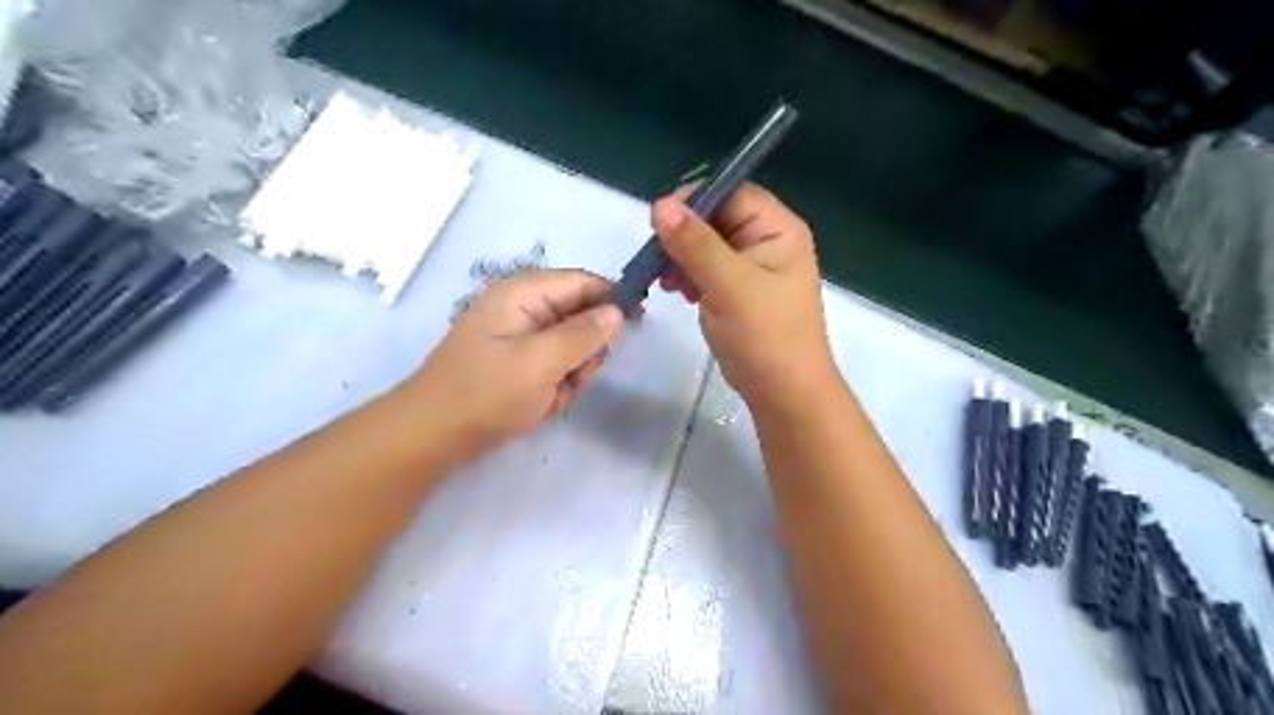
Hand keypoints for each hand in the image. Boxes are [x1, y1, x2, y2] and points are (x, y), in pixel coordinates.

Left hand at [396, 268, 619, 461]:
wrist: (431, 437)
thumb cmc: (486, 394)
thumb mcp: (541, 362)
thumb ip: (584, 334)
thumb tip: (617, 311)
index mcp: (522, 293)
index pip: (582, 282)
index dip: (612, 298)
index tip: (639, 321)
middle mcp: (521, 308)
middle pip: (579, 316)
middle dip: (586, 350)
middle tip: (575, 378)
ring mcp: (517, 337)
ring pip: (570, 346)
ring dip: (571, 373)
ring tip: (552, 396)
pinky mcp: (515, 362)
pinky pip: (553, 365)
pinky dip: (556, 385)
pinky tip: (541, 405)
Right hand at [657, 181, 838, 410]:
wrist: (783, 392)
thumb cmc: (765, 336)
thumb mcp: (730, 286)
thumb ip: (696, 244)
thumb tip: (661, 205)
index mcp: (777, 229)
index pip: (731, 193)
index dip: (694, 200)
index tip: (658, 220)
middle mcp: (767, 240)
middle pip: (716, 218)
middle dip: (683, 233)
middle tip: (656, 256)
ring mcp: (752, 267)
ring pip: (707, 244)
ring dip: (681, 256)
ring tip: (665, 281)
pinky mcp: (738, 290)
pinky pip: (707, 268)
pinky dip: (689, 275)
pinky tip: (677, 291)